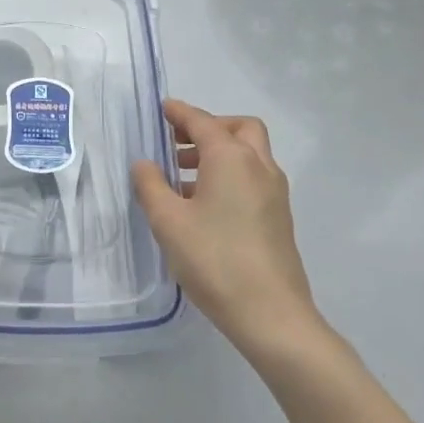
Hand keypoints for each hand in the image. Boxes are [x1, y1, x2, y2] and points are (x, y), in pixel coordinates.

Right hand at [131, 99, 322, 360]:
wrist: (271, 314)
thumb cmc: (214, 260)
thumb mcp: (168, 221)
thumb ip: (151, 186)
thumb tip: (144, 164)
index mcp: (231, 158)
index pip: (202, 122)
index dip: (180, 113)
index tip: (163, 108)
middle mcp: (259, 166)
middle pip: (238, 129)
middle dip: (209, 128)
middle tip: (178, 143)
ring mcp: (275, 192)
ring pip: (249, 154)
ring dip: (218, 154)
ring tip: (182, 177)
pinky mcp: (279, 216)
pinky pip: (253, 178)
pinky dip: (230, 175)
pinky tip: (204, 205)